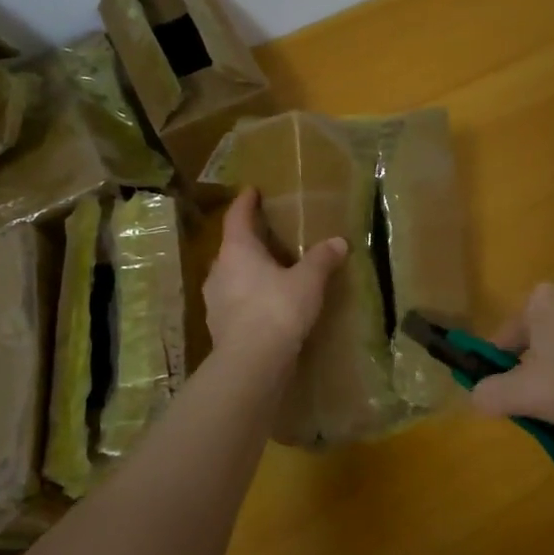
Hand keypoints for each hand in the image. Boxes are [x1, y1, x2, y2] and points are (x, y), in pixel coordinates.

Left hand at [204, 189, 347, 361]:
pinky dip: (249, 297)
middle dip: (249, 240)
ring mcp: (215, 300)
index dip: (245, 202)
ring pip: (232, 276)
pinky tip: (267, 305)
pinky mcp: (219, 326)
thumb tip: (339, 241)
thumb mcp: (308, 281)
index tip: (251, 190)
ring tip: (271, 271)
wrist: (251, 364)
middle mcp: (219, 270)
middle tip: (268, 235)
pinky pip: (235, 301)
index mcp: (237, 251)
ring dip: (248, 271)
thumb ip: (322, 259)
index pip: (237, 217)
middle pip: (232, 247)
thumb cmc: (277, 310)